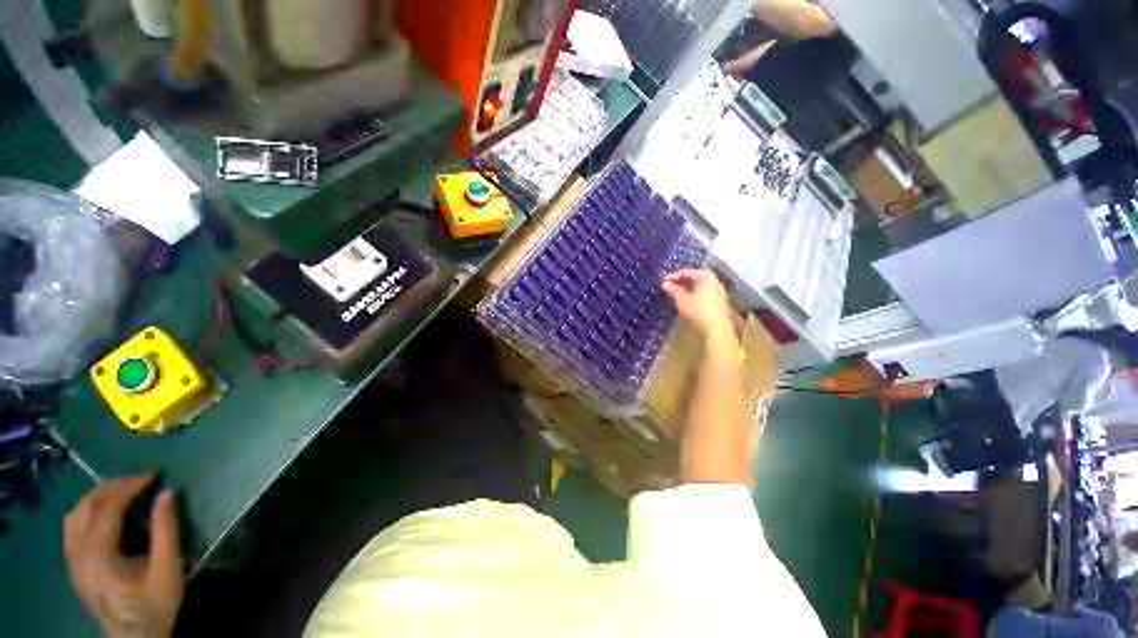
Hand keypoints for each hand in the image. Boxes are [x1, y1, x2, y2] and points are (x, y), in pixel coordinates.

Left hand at [64, 475, 183, 637]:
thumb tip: (168, 492)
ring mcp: (72, 560)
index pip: (107, 508)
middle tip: (140, 479)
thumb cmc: (154, 605)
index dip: (129, 486)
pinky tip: (105, 516)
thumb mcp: (167, 570)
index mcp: (98, 556)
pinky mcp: (74, 565)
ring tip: (124, 492)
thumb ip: (166, 530)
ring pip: (75, 515)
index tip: (154, 475)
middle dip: (112, 487)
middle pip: (86, 506)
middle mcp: (78, 554)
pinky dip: (88, 512)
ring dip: (98, 497)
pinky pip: (72, 528)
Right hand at [661, 269, 734, 341]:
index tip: (663, 281)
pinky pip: (705, 291)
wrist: (716, 328)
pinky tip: (688, 299)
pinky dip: (695, 292)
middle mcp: (714, 280)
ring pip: (700, 284)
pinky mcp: (720, 300)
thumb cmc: (698, 311)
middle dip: (682, 280)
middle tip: (670, 285)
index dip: (674, 276)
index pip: (687, 272)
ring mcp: (718, 290)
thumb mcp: (682, 299)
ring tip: (677, 292)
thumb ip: (673, 290)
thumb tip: (665, 283)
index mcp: (705, 276)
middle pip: (695, 276)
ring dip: (688, 286)